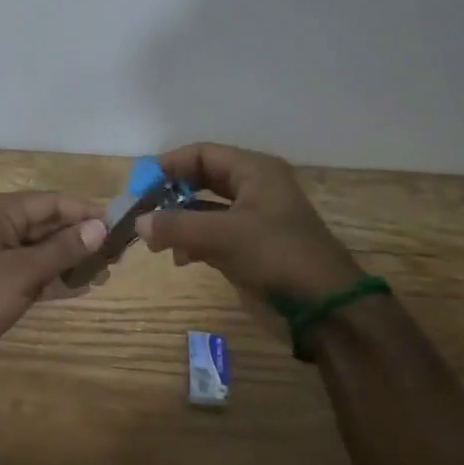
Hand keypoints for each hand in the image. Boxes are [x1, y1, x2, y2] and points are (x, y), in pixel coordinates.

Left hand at [0, 192, 108, 356]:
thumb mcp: (22, 272)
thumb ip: (61, 250)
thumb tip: (99, 228)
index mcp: (0, 210)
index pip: (52, 202)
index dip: (85, 212)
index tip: (119, 225)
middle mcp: (0, 223)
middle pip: (49, 223)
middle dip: (81, 238)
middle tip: (117, 254)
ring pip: (43, 247)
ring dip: (72, 259)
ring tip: (106, 272)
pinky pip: (33, 267)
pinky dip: (55, 275)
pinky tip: (82, 285)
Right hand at [135, 144, 362, 311]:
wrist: (326, 310)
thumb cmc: (278, 257)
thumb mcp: (225, 236)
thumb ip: (178, 226)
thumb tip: (137, 223)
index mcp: (255, 172)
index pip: (203, 154)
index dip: (169, 165)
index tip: (140, 183)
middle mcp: (253, 189)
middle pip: (201, 180)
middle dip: (170, 194)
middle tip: (141, 209)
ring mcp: (252, 220)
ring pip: (203, 210)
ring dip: (178, 222)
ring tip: (154, 240)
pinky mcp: (249, 249)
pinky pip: (211, 235)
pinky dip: (192, 243)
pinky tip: (178, 259)